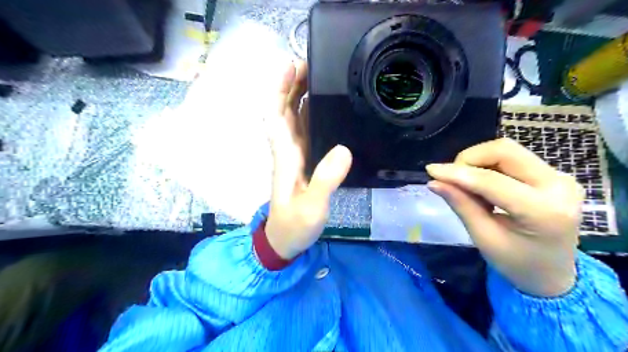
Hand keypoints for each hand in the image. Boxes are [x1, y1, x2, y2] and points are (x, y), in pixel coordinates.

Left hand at [263, 60, 351, 258]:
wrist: (285, 241)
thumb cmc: (294, 225)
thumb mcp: (312, 206)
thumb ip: (326, 180)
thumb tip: (343, 149)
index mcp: (286, 156)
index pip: (276, 116)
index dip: (280, 90)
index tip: (292, 68)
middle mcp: (288, 151)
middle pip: (285, 112)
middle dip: (292, 86)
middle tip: (311, 65)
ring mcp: (296, 157)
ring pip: (294, 120)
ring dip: (300, 97)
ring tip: (317, 78)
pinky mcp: (304, 163)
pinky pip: (305, 132)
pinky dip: (310, 116)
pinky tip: (322, 108)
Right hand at [427, 137, 584, 296]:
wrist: (553, 274)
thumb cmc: (517, 263)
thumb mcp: (484, 238)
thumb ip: (461, 205)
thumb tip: (434, 182)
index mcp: (544, 212)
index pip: (492, 181)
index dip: (458, 173)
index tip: (431, 171)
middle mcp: (559, 186)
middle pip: (505, 151)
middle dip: (470, 159)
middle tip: (451, 177)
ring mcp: (559, 177)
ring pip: (507, 150)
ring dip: (478, 161)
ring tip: (466, 184)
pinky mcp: (553, 174)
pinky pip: (513, 158)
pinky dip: (488, 165)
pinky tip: (481, 185)